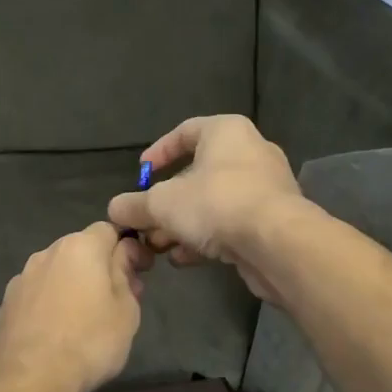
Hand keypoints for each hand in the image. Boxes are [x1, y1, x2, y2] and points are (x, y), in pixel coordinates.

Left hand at [0, 223, 150, 391]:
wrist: (30, 379)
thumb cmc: (89, 342)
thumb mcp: (126, 310)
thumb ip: (125, 272)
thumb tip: (125, 253)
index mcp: (80, 247)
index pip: (110, 229)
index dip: (129, 247)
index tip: (140, 272)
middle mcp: (47, 253)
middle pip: (81, 249)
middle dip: (100, 266)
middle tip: (118, 298)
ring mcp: (22, 278)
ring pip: (56, 271)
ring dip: (73, 284)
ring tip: (85, 318)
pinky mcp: (6, 303)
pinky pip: (37, 293)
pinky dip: (50, 302)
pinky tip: (56, 330)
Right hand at [107, 115, 302, 302]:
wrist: (277, 242)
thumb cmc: (216, 203)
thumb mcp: (161, 204)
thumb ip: (134, 205)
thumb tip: (114, 210)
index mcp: (225, 133)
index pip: (185, 131)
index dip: (158, 152)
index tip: (141, 174)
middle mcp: (249, 153)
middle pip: (197, 174)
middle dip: (166, 202)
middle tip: (145, 222)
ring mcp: (264, 188)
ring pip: (212, 203)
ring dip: (182, 225)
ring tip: (158, 246)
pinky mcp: (272, 221)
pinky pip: (230, 223)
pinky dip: (205, 238)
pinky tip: (183, 259)